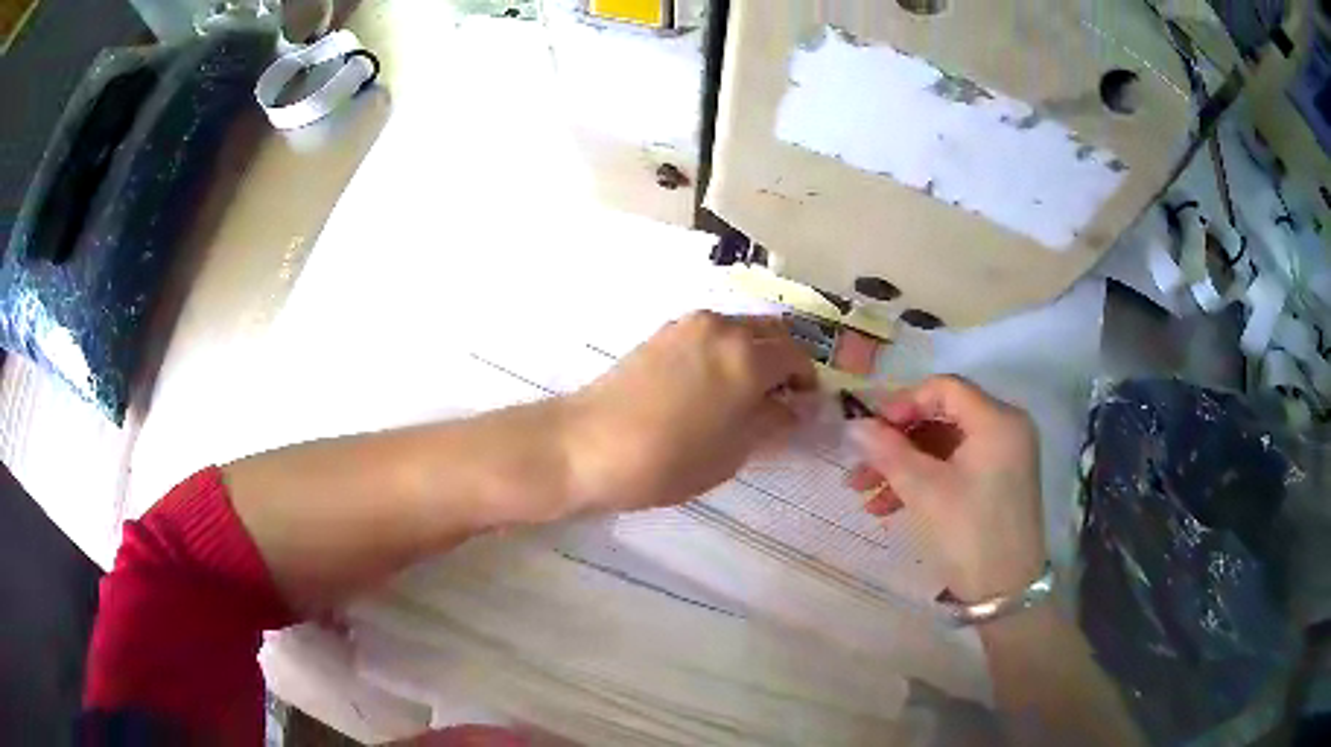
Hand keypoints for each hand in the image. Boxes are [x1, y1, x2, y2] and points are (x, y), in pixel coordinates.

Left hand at [563, 311, 816, 512]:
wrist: (587, 444)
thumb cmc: (668, 459)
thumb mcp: (732, 452)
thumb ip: (771, 423)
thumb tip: (794, 409)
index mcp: (748, 356)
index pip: (796, 358)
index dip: (807, 383)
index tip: (805, 408)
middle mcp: (723, 328)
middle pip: (772, 332)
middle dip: (785, 360)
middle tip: (781, 397)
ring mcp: (689, 325)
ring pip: (740, 328)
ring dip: (755, 352)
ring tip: (746, 393)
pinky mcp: (662, 333)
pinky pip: (711, 333)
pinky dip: (726, 350)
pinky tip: (712, 384)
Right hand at [846, 375, 1045, 601]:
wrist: (1005, 592)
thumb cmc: (969, 534)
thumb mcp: (925, 491)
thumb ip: (888, 452)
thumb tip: (853, 426)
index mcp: (997, 420)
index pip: (944, 388)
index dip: (902, 403)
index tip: (869, 430)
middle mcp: (1005, 428)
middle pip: (942, 417)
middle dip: (897, 440)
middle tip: (860, 463)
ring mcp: (1003, 457)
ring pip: (944, 445)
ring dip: (903, 465)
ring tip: (864, 492)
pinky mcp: (996, 481)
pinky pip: (955, 466)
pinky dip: (923, 480)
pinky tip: (887, 506)